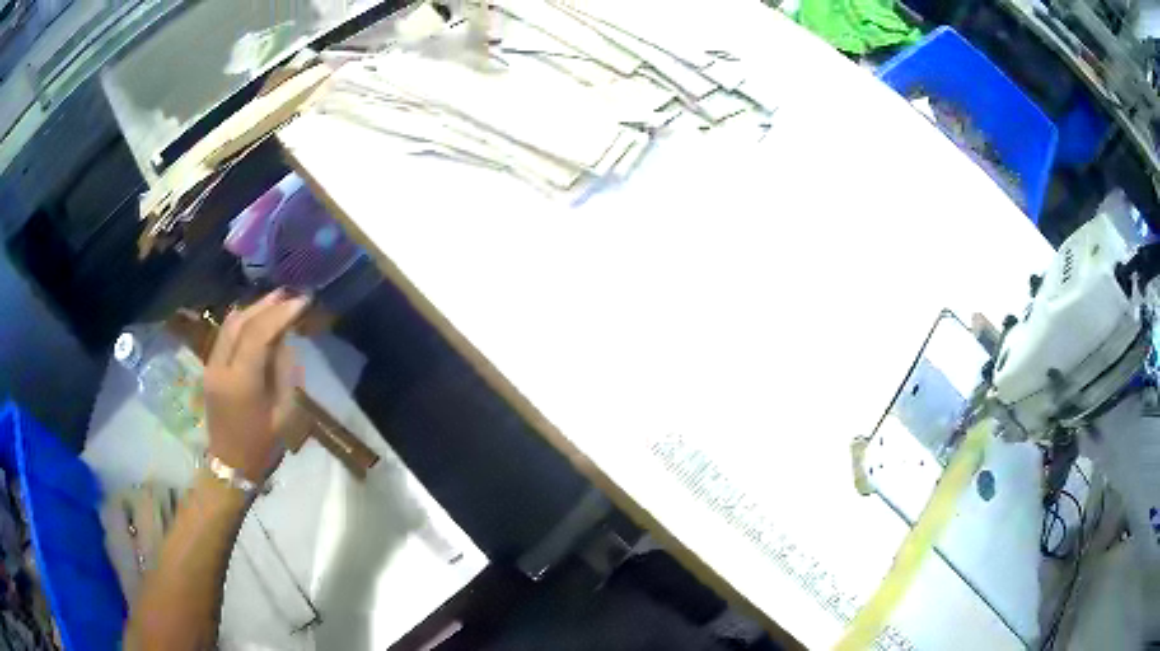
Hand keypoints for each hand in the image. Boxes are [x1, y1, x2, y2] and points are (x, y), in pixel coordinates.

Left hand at [203, 290, 309, 482]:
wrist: (231, 466)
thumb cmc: (262, 446)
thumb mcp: (284, 412)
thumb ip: (284, 371)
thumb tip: (285, 340)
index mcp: (241, 382)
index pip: (258, 334)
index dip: (280, 314)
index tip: (302, 302)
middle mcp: (220, 368)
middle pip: (240, 322)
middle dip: (266, 305)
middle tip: (289, 295)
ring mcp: (211, 367)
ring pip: (229, 324)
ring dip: (253, 309)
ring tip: (275, 301)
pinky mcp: (209, 368)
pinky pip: (225, 334)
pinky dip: (243, 321)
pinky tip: (258, 319)